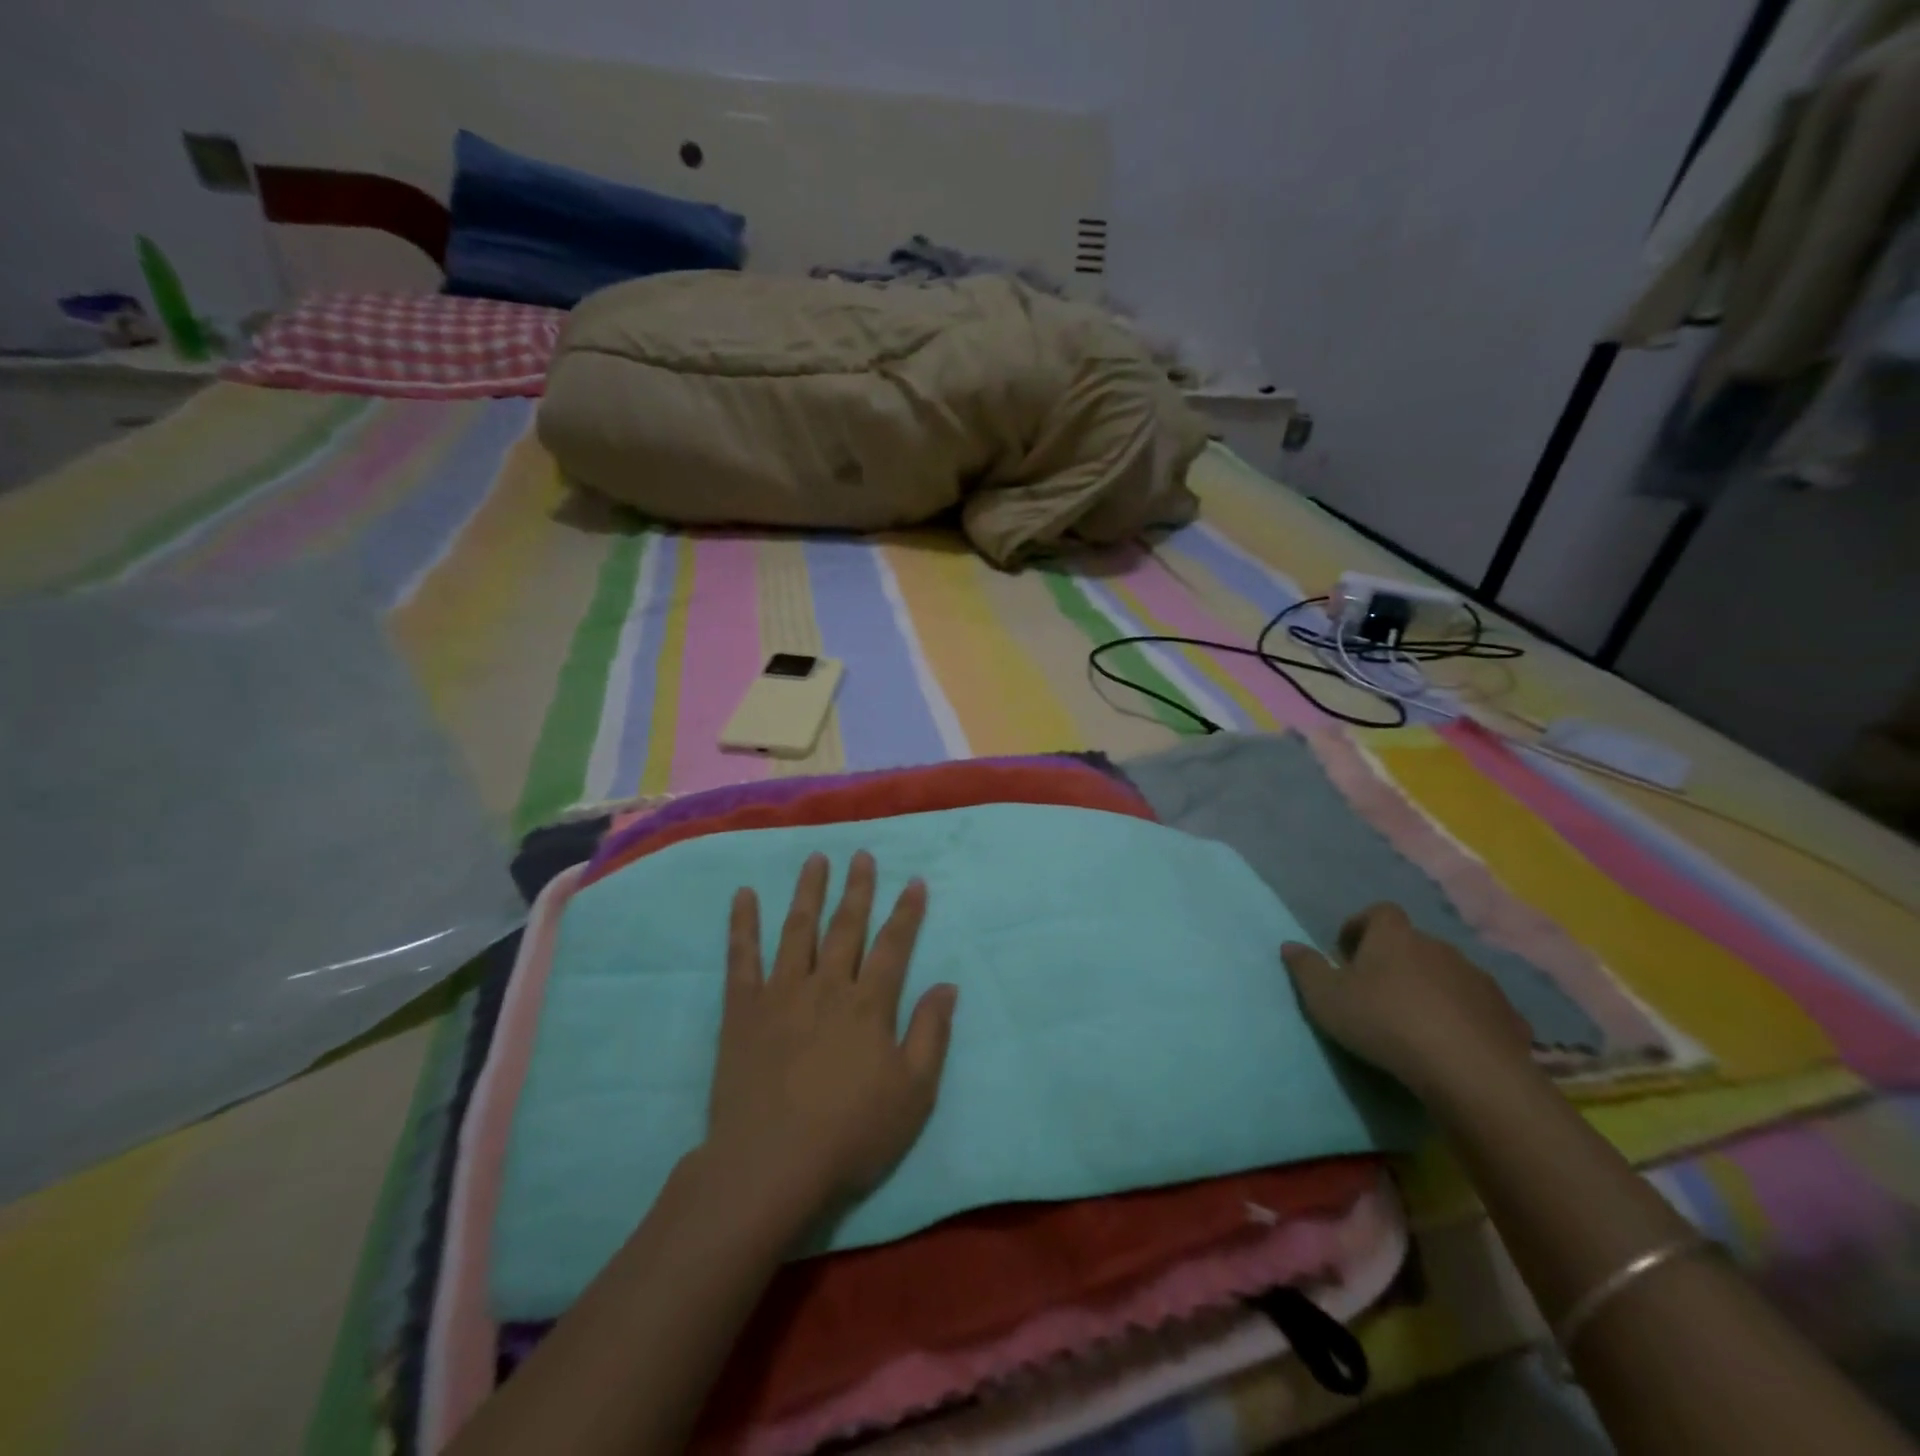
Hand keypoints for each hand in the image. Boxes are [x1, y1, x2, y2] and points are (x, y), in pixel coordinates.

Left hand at [702, 851, 957, 1228]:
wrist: (770, 1165)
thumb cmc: (850, 1133)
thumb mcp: (913, 1093)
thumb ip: (931, 1033)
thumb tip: (947, 985)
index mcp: (868, 1004)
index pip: (893, 946)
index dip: (906, 913)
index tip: (915, 882)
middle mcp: (827, 986)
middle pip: (846, 927)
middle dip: (858, 889)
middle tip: (862, 855)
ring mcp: (781, 993)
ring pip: (798, 930)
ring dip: (808, 891)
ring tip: (816, 859)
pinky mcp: (742, 1010)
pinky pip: (742, 958)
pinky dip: (742, 924)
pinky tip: (743, 895)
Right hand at [1280, 903, 1533, 1101]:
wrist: (1468, 1069)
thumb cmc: (1384, 1021)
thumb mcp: (1326, 997)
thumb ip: (1306, 968)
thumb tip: (1289, 945)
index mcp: (1394, 936)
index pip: (1378, 912)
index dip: (1362, 928)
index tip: (1347, 953)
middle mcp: (1438, 947)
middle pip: (1413, 944)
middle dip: (1396, 961)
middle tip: (1377, 992)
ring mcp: (1478, 979)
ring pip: (1448, 974)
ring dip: (1431, 988)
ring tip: (1415, 1021)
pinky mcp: (1507, 1014)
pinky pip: (1478, 1008)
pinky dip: (1464, 1018)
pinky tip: (1452, 1044)